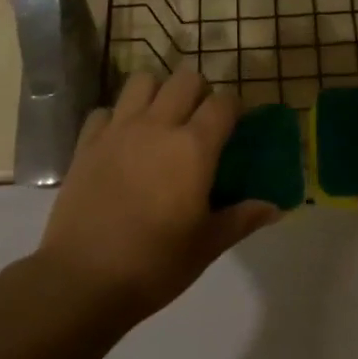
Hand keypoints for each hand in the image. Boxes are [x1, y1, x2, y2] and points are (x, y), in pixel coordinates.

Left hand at [37, 68, 278, 318]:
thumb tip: (274, 208)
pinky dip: (117, 117)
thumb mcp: (208, 245)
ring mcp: (118, 130)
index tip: (236, 126)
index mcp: (194, 147)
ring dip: (157, 93)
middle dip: (199, 92)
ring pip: (142, 81)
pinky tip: (121, 142)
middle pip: (185, 79)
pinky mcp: (86, 143)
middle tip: (199, 122)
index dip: (234, 108)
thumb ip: (242, 218)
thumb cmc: (155, 264)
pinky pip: (105, 111)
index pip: (223, 103)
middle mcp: (157, 126)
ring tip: (160, 121)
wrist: (83, 280)